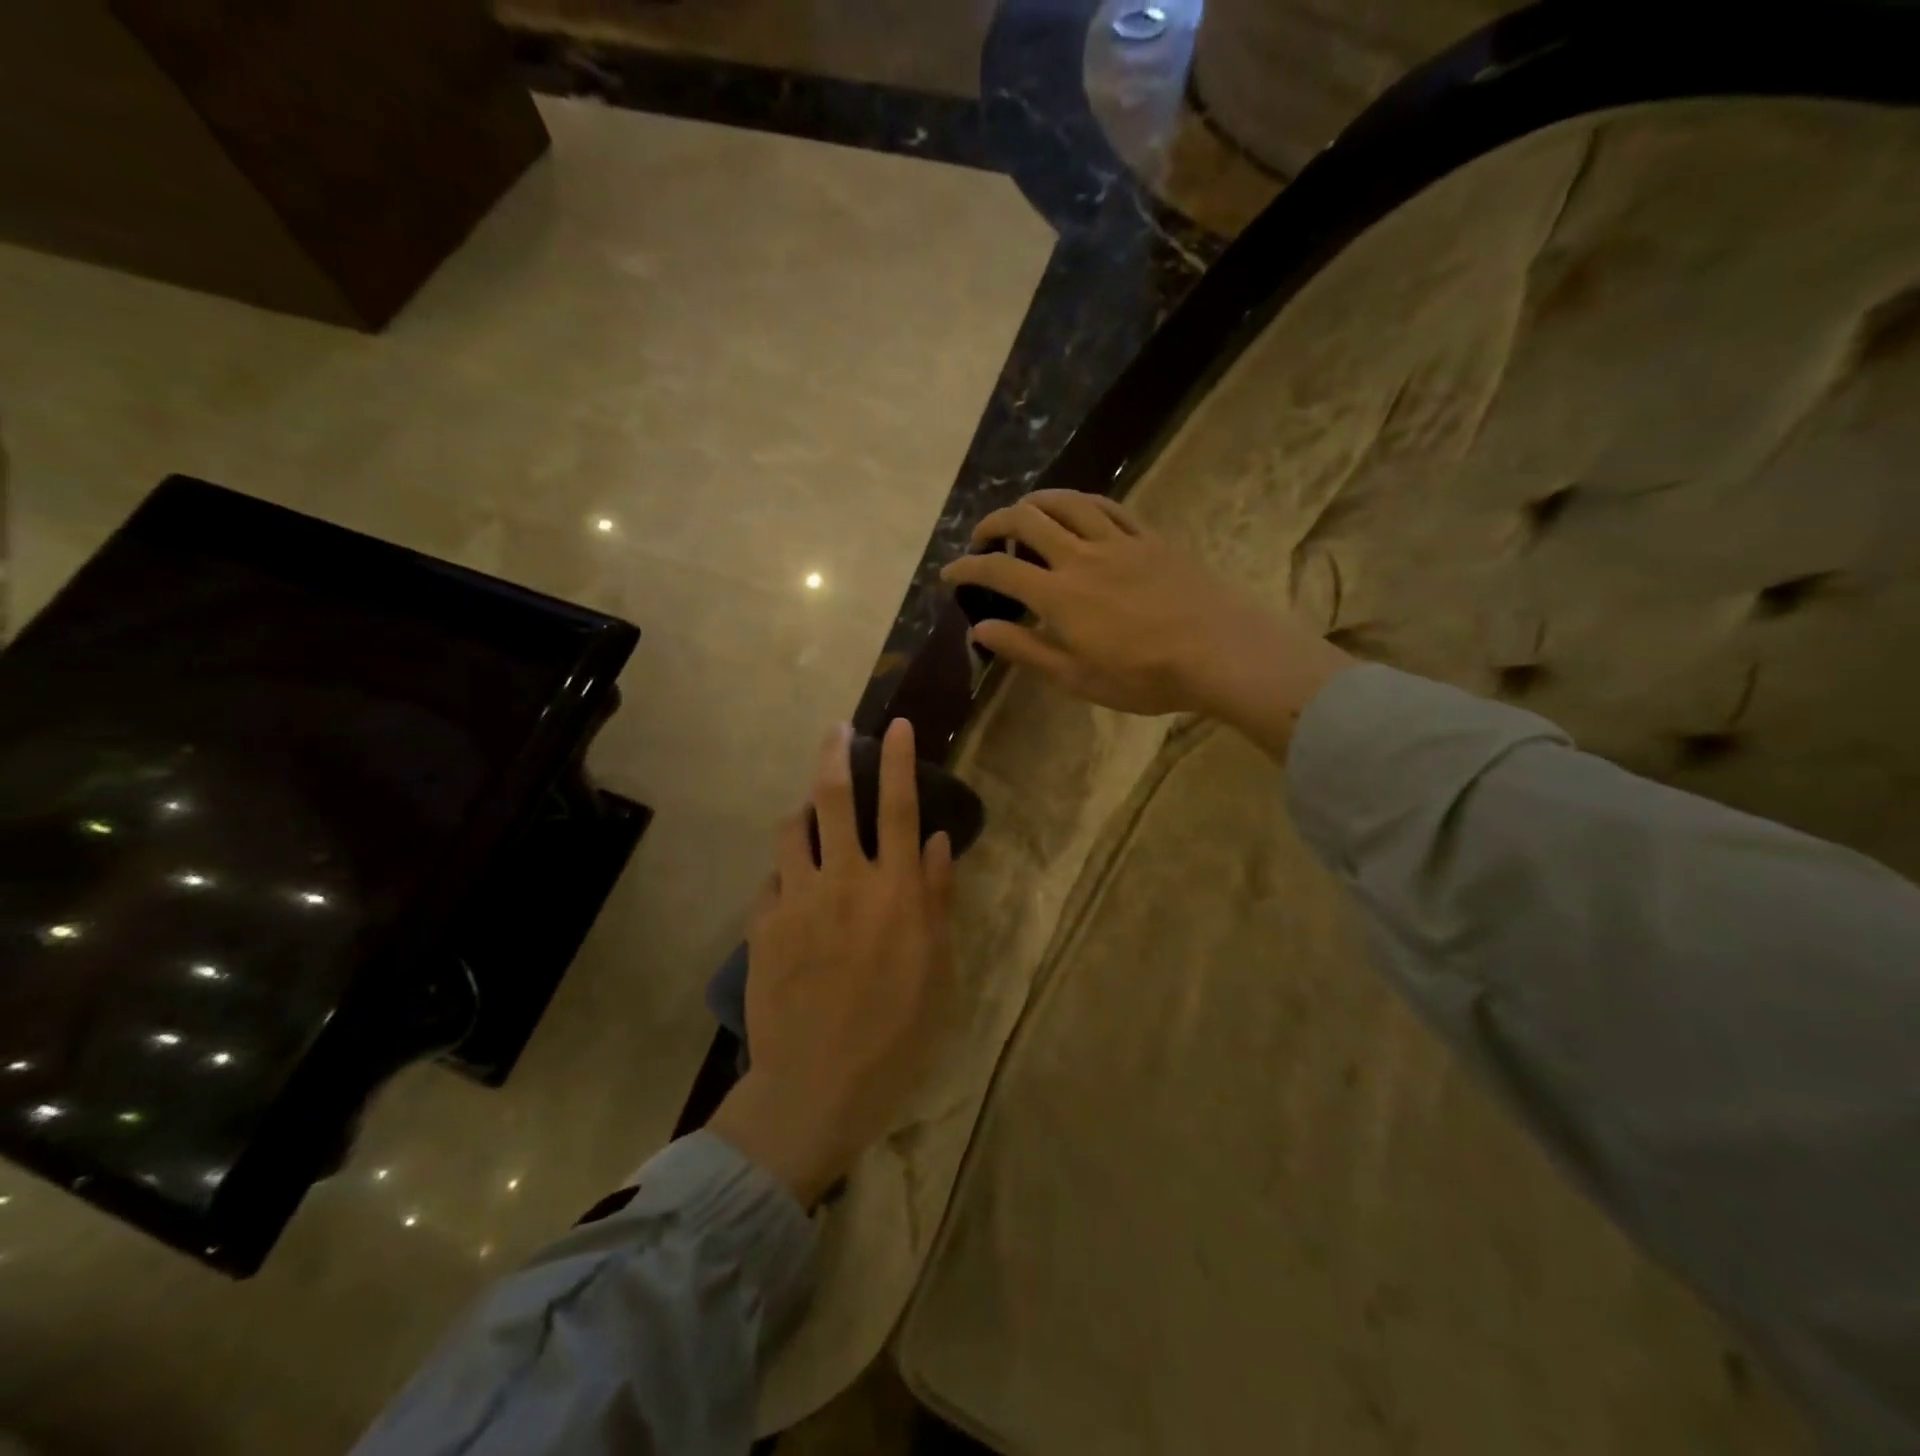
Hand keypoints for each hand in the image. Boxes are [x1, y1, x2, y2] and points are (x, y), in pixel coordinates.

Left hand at [707, 719, 955, 1206]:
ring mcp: (797, 900)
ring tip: (810, 809)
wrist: (817, 1086)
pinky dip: (785, 871)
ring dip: (803, 809)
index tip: (893, 724)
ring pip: (792, 830)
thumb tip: (938, 841)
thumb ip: (938, 898)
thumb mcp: (938, 969)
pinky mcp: (763, 925)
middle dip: (834, 753)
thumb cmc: (896, 1033)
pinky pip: (772, 879)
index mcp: (896, 891)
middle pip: (834, 798)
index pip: (900, 807)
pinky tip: (792, 884)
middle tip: (835, 729)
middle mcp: (845, 881)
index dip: (897, 760)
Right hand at [938, 490, 1354, 756]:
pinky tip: (1077, 509)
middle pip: (1027, 520)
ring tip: (1023, 513)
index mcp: (1058, 594)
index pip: (999, 570)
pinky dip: (1082, 503)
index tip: (949, 573)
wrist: (1219, 651)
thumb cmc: (1144, 676)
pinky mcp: (1150, 538)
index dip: (967, 568)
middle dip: (994, 522)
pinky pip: (1109, 507)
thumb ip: (1026, 649)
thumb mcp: (1076, 677)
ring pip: (1067, 503)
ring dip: (1035, 501)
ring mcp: (1118, 541)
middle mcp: (1081, 556)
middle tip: (982, 538)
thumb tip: (979, 629)